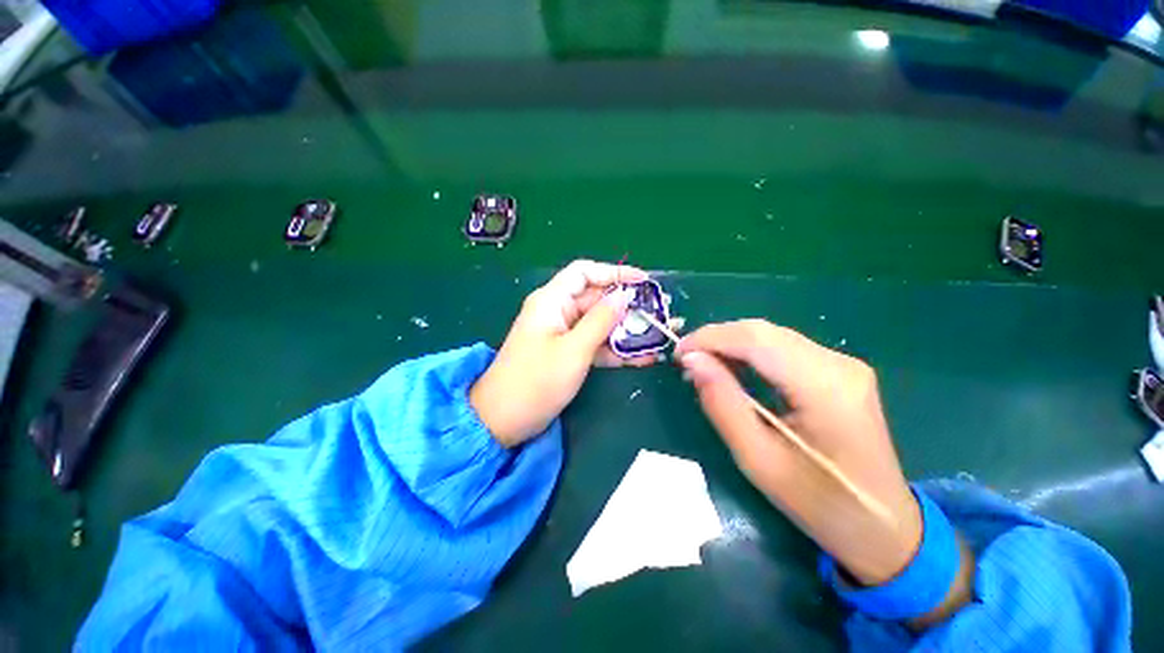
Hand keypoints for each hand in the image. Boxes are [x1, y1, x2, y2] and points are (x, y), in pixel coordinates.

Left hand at [471, 260, 657, 447]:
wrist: (503, 421)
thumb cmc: (536, 381)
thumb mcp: (573, 349)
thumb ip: (601, 320)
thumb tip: (625, 295)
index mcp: (552, 300)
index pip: (584, 273)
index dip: (614, 272)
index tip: (643, 282)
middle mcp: (558, 311)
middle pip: (597, 299)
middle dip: (629, 305)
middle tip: (661, 312)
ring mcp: (563, 334)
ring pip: (600, 324)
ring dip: (627, 330)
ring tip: (660, 334)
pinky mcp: (568, 354)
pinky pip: (595, 345)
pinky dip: (616, 350)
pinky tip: (644, 358)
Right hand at [675, 320, 923, 585]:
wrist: (884, 527)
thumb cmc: (819, 504)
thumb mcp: (758, 460)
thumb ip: (722, 403)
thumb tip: (692, 361)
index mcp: (825, 388)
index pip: (756, 339)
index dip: (710, 338)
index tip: (678, 354)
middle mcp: (838, 364)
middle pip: (763, 331)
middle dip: (717, 339)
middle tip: (687, 362)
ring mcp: (843, 364)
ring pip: (771, 336)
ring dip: (731, 345)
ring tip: (703, 367)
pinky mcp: (838, 371)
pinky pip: (782, 348)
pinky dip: (749, 353)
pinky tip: (732, 369)